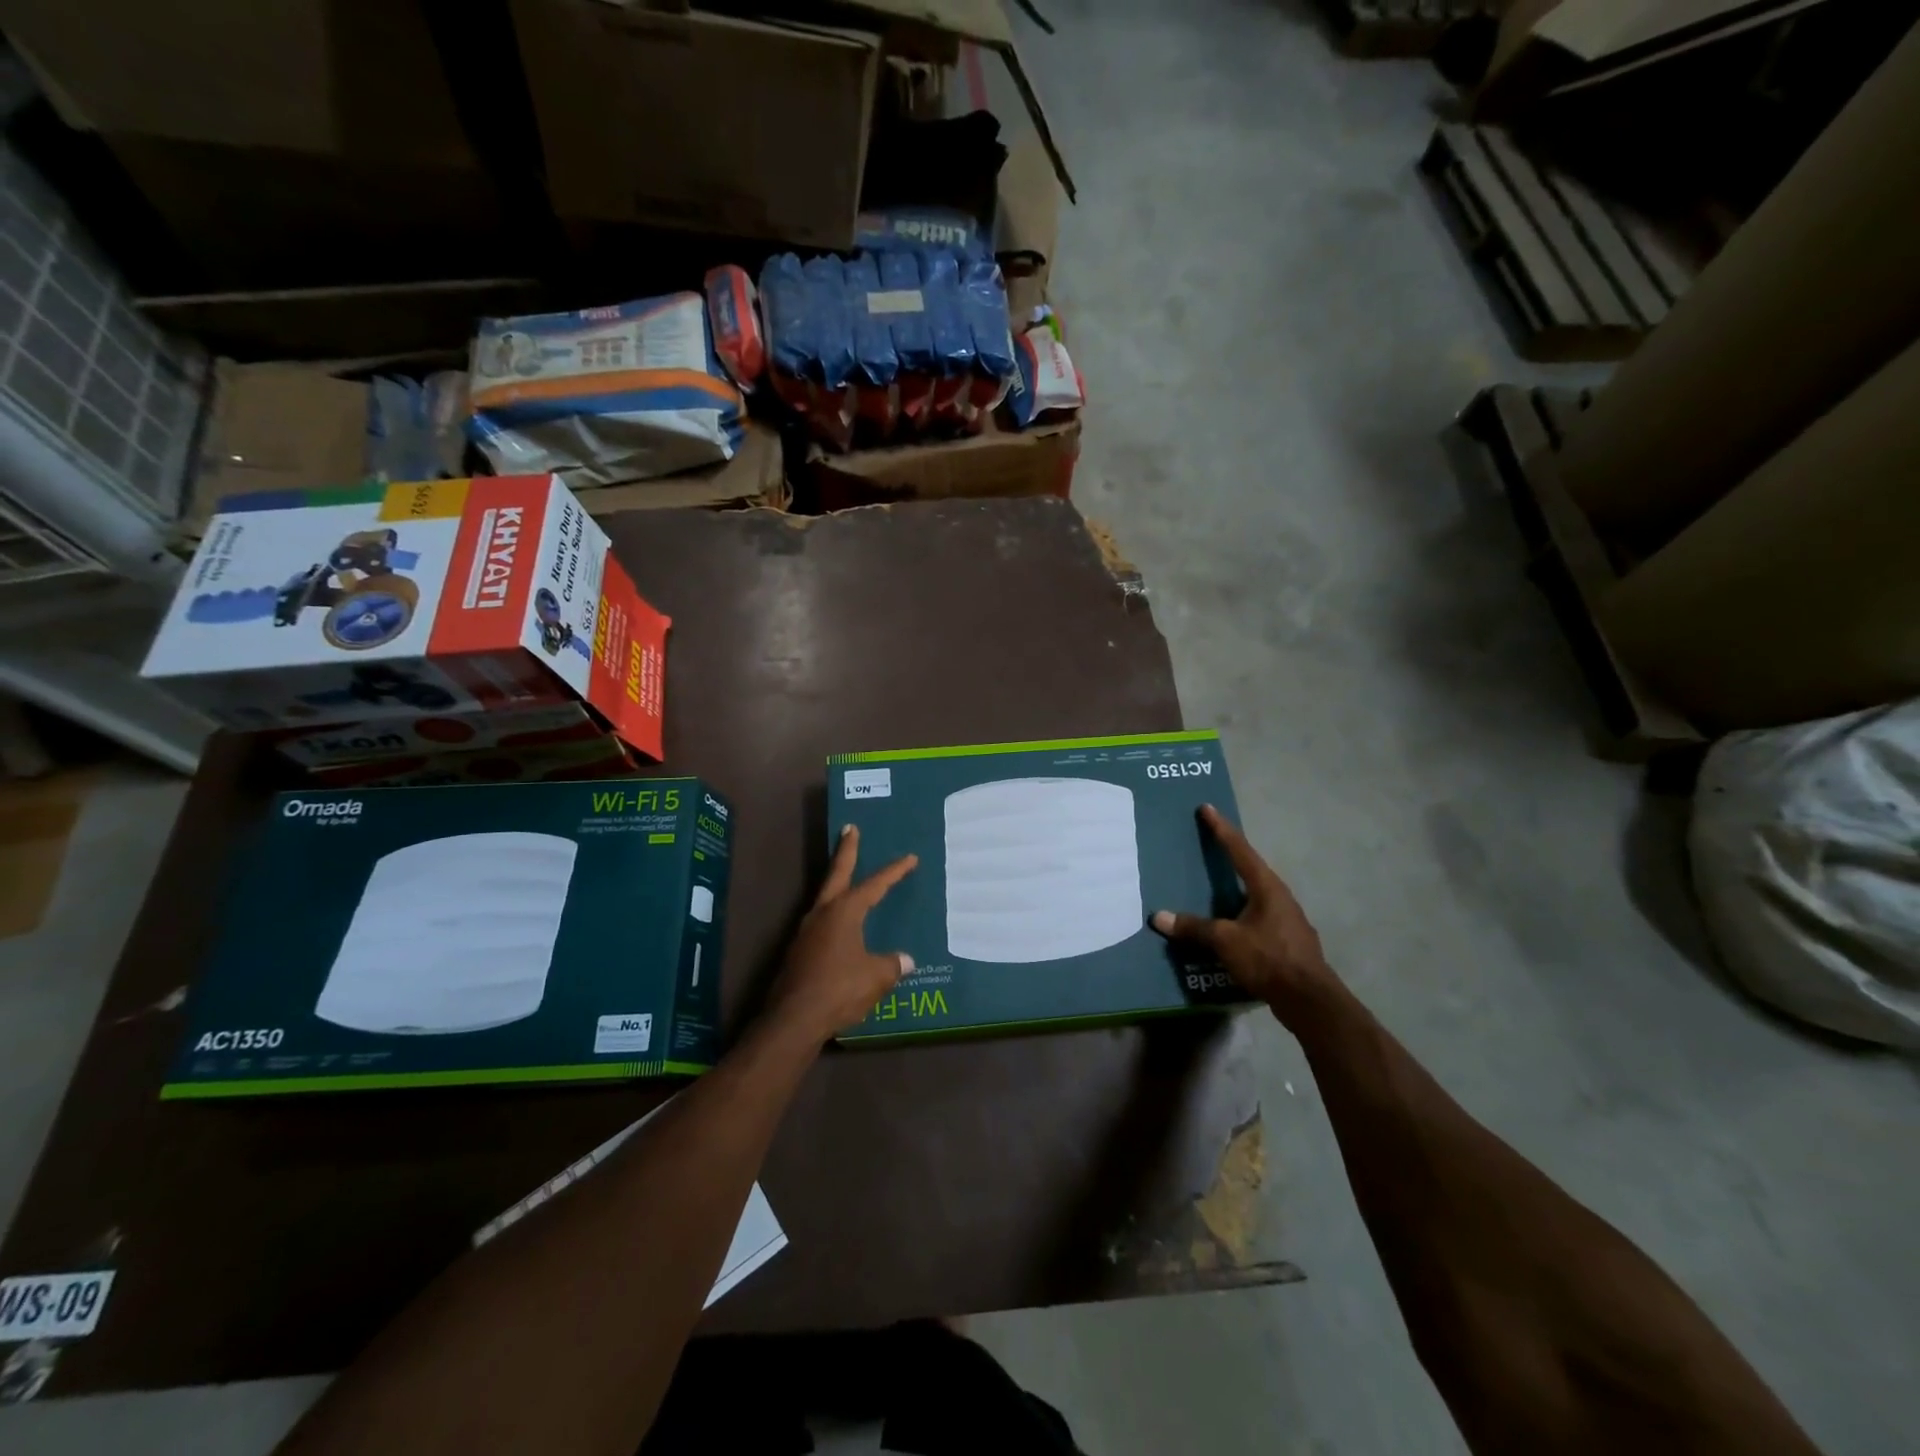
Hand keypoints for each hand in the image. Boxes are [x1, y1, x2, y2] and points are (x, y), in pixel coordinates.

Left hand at [767, 825, 918, 1043]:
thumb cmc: (839, 989)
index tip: (910, 858)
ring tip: (848, 881)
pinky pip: (822, 926)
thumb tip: (905, 960)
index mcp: (844, 911)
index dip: (894, 871)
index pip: (875, 885)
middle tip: (850, 829)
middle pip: (837, 874)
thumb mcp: (876, 977)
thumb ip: (892, 964)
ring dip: (838, 885)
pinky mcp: (799, 953)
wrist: (794, 1019)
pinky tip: (842, 931)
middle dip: (846, 851)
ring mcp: (806, 932)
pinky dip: (835, 917)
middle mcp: (822, 914)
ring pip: (826, 899)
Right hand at [1151, 805, 1336, 1023]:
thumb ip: (1193, 927)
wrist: (1310, 1000)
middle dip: (1230, 858)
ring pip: (1255, 897)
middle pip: (1251, 870)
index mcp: (1267, 887)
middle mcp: (1280, 897)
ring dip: (1235, 891)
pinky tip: (1229, 928)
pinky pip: (1258, 919)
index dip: (1221, 829)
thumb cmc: (1268, 958)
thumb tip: (1159, 917)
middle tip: (1208, 847)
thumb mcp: (1225, 941)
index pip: (1239, 850)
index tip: (1207, 808)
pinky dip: (1240, 916)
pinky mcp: (1288, 943)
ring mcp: (1287, 921)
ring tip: (1213, 890)